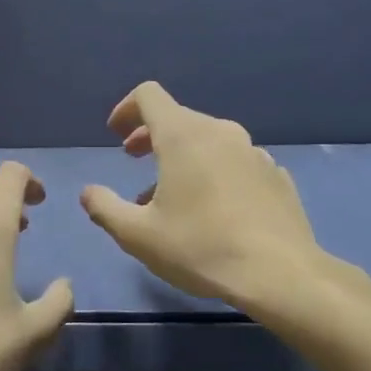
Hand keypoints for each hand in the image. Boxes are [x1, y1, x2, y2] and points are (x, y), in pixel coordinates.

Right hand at [80, 81, 321, 307]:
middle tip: (133, 159)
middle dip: (150, 134)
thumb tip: (88, 193)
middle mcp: (220, 132)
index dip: (126, 108)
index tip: (115, 135)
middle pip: (178, 117)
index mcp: (184, 135)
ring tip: (170, 193)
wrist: (281, 274)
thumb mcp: (138, 235)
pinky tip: (214, 207)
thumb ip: (105, 208)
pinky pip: (235, 161)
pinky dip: (215, 171)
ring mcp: (254, 151)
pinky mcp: (276, 174)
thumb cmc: (201, 248)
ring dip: (182, 156)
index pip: (149, 96)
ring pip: (209, 140)